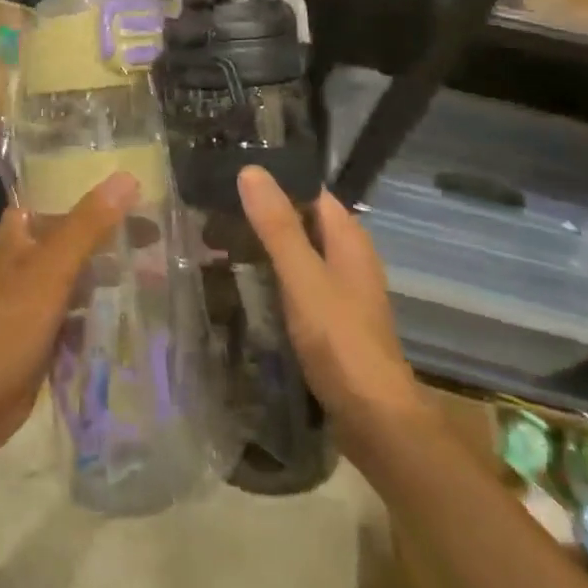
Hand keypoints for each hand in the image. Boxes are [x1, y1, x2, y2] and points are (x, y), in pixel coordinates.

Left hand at [0, 171, 139, 469]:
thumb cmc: (11, 323)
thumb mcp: (53, 266)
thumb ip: (89, 223)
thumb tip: (126, 177)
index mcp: (18, 233)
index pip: (56, 196)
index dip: (91, 190)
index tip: (134, 187)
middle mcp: (24, 259)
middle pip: (73, 235)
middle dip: (110, 234)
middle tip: (157, 230)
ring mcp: (33, 297)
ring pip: (78, 274)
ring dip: (109, 271)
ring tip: (155, 267)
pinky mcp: (43, 332)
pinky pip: (79, 311)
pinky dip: (101, 307)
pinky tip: (134, 309)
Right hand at [237, 167, 433, 456]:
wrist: (373, 417)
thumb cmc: (339, 338)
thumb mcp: (302, 276)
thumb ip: (277, 225)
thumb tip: (251, 170)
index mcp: (348, 238)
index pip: (311, 191)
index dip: (276, 181)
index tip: (232, 177)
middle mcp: (350, 257)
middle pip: (304, 221)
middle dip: (264, 216)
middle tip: (214, 213)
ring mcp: (343, 290)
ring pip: (300, 254)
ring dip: (266, 248)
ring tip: (218, 244)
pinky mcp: (333, 320)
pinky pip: (299, 284)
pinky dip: (274, 278)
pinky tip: (244, 286)